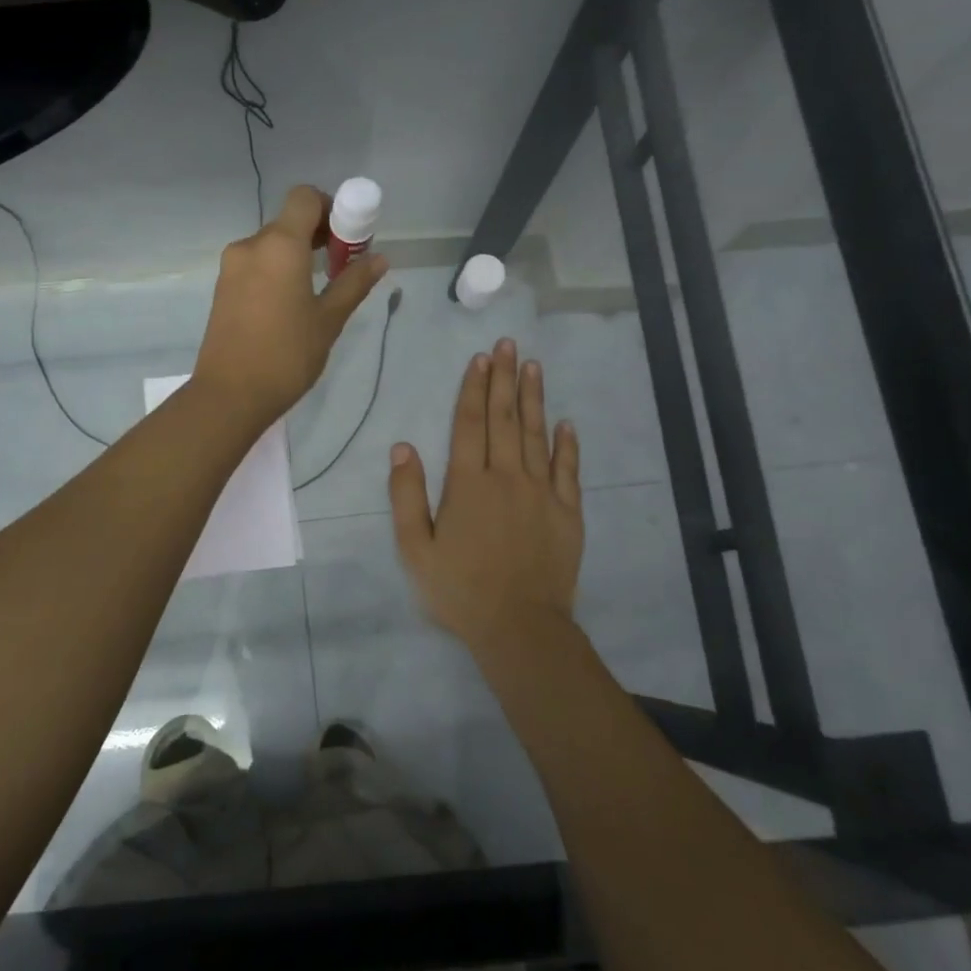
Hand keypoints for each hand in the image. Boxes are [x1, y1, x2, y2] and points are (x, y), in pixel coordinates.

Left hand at [192, 184, 387, 432]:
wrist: (230, 395)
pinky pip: (256, 265)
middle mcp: (250, 246)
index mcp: (279, 246)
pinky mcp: (222, 289)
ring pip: (271, 245)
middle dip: (318, 235)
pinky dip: (276, 271)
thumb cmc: (286, 355)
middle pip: (288, 221)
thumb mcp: (328, 320)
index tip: (347, 238)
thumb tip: (379, 258)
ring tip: (317, 291)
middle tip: (341, 267)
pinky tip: (289, 305)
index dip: (330, 207)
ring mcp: (231, 268)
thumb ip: (353, 283)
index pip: (305, 198)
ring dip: (297, 255)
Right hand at [388, 339, 583, 651]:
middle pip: (504, 419)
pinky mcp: (567, 512)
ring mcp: (542, 492)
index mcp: (468, 484)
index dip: (474, 388)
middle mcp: (506, 477)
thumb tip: (402, 448)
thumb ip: (407, 496)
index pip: (470, 424)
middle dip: (504, 379)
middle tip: (508, 345)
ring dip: (533, 399)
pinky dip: (567, 444)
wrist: (520, 626)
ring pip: (536, 435)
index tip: (480, 359)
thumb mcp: (415, 549)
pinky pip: (568, 469)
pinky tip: (566, 423)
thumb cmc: (460, 590)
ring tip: (532, 366)